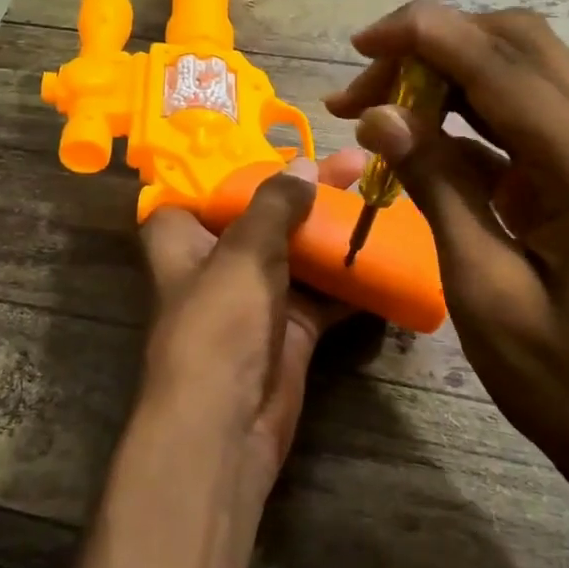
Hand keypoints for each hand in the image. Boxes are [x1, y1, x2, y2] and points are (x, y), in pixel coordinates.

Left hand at [135, 149, 367, 517]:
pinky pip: (323, 293)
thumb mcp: (243, 252)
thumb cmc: (218, 325)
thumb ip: (274, 203)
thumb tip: (304, 166)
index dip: (242, 162)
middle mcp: (217, 261)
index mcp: (182, 236)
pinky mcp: (289, 328)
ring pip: (297, 251)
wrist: (226, 427)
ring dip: (333, 230)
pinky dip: (349, 277)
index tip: (284, 141)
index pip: (207, 184)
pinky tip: (385, 251)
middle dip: (307, 192)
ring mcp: (256, 296)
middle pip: (264, 214)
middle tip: (354, 164)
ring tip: (377, 195)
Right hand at [326, 4, 568, 505]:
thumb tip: (379, 113)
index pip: (503, 65)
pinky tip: (421, 135)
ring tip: (377, 106)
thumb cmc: (560, 378)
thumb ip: (435, 186)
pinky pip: (530, 111)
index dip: (426, 36)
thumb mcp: (481, 286)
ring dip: (449, 72)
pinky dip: (471, 110)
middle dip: (434, 46)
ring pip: (524, 68)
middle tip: (364, 87)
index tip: (360, 43)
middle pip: (520, 45)